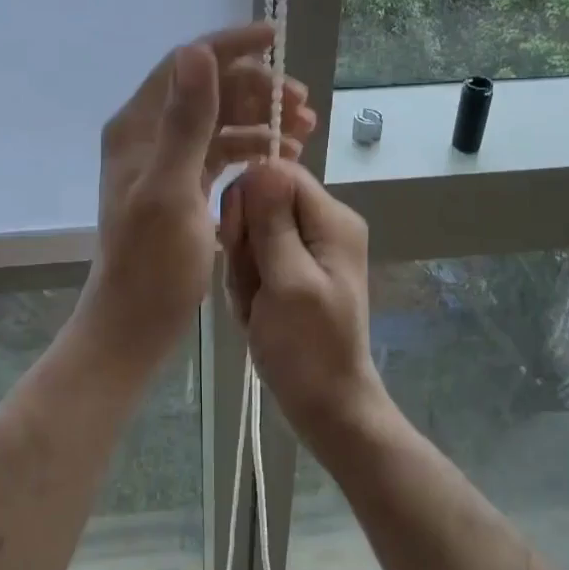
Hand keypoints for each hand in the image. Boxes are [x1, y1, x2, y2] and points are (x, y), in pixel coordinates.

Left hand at [74, 23, 316, 379]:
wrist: (136, 322)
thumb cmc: (152, 263)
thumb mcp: (170, 190)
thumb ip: (185, 121)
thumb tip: (197, 51)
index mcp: (137, 127)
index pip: (185, 65)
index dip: (229, 45)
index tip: (274, 36)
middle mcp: (149, 135)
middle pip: (209, 91)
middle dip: (257, 88)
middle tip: (304, 104)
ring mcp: (166, 161)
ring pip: (220, 121)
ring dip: (262, 119)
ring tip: (306, 129)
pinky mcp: (183, 185)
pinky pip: (222, 152)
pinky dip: (253, 148)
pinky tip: (283, 155)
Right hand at [221, 160, 390, 445]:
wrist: (326, 405)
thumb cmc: (307, 348)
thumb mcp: (288, 281)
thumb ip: (273, 222)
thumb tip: (263, 163)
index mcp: (332, 219)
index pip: (278, 173)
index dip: (248, 200)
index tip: (236, 240)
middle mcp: (324, 225)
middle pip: (263, 202)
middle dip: (245, 242)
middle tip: (252, 284)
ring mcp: (309, 248)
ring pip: (253, 233)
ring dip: (244, 269)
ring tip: (255, 306)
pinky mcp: (294, 270)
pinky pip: (256, 258)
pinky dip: (248, 284)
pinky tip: (255, 312)